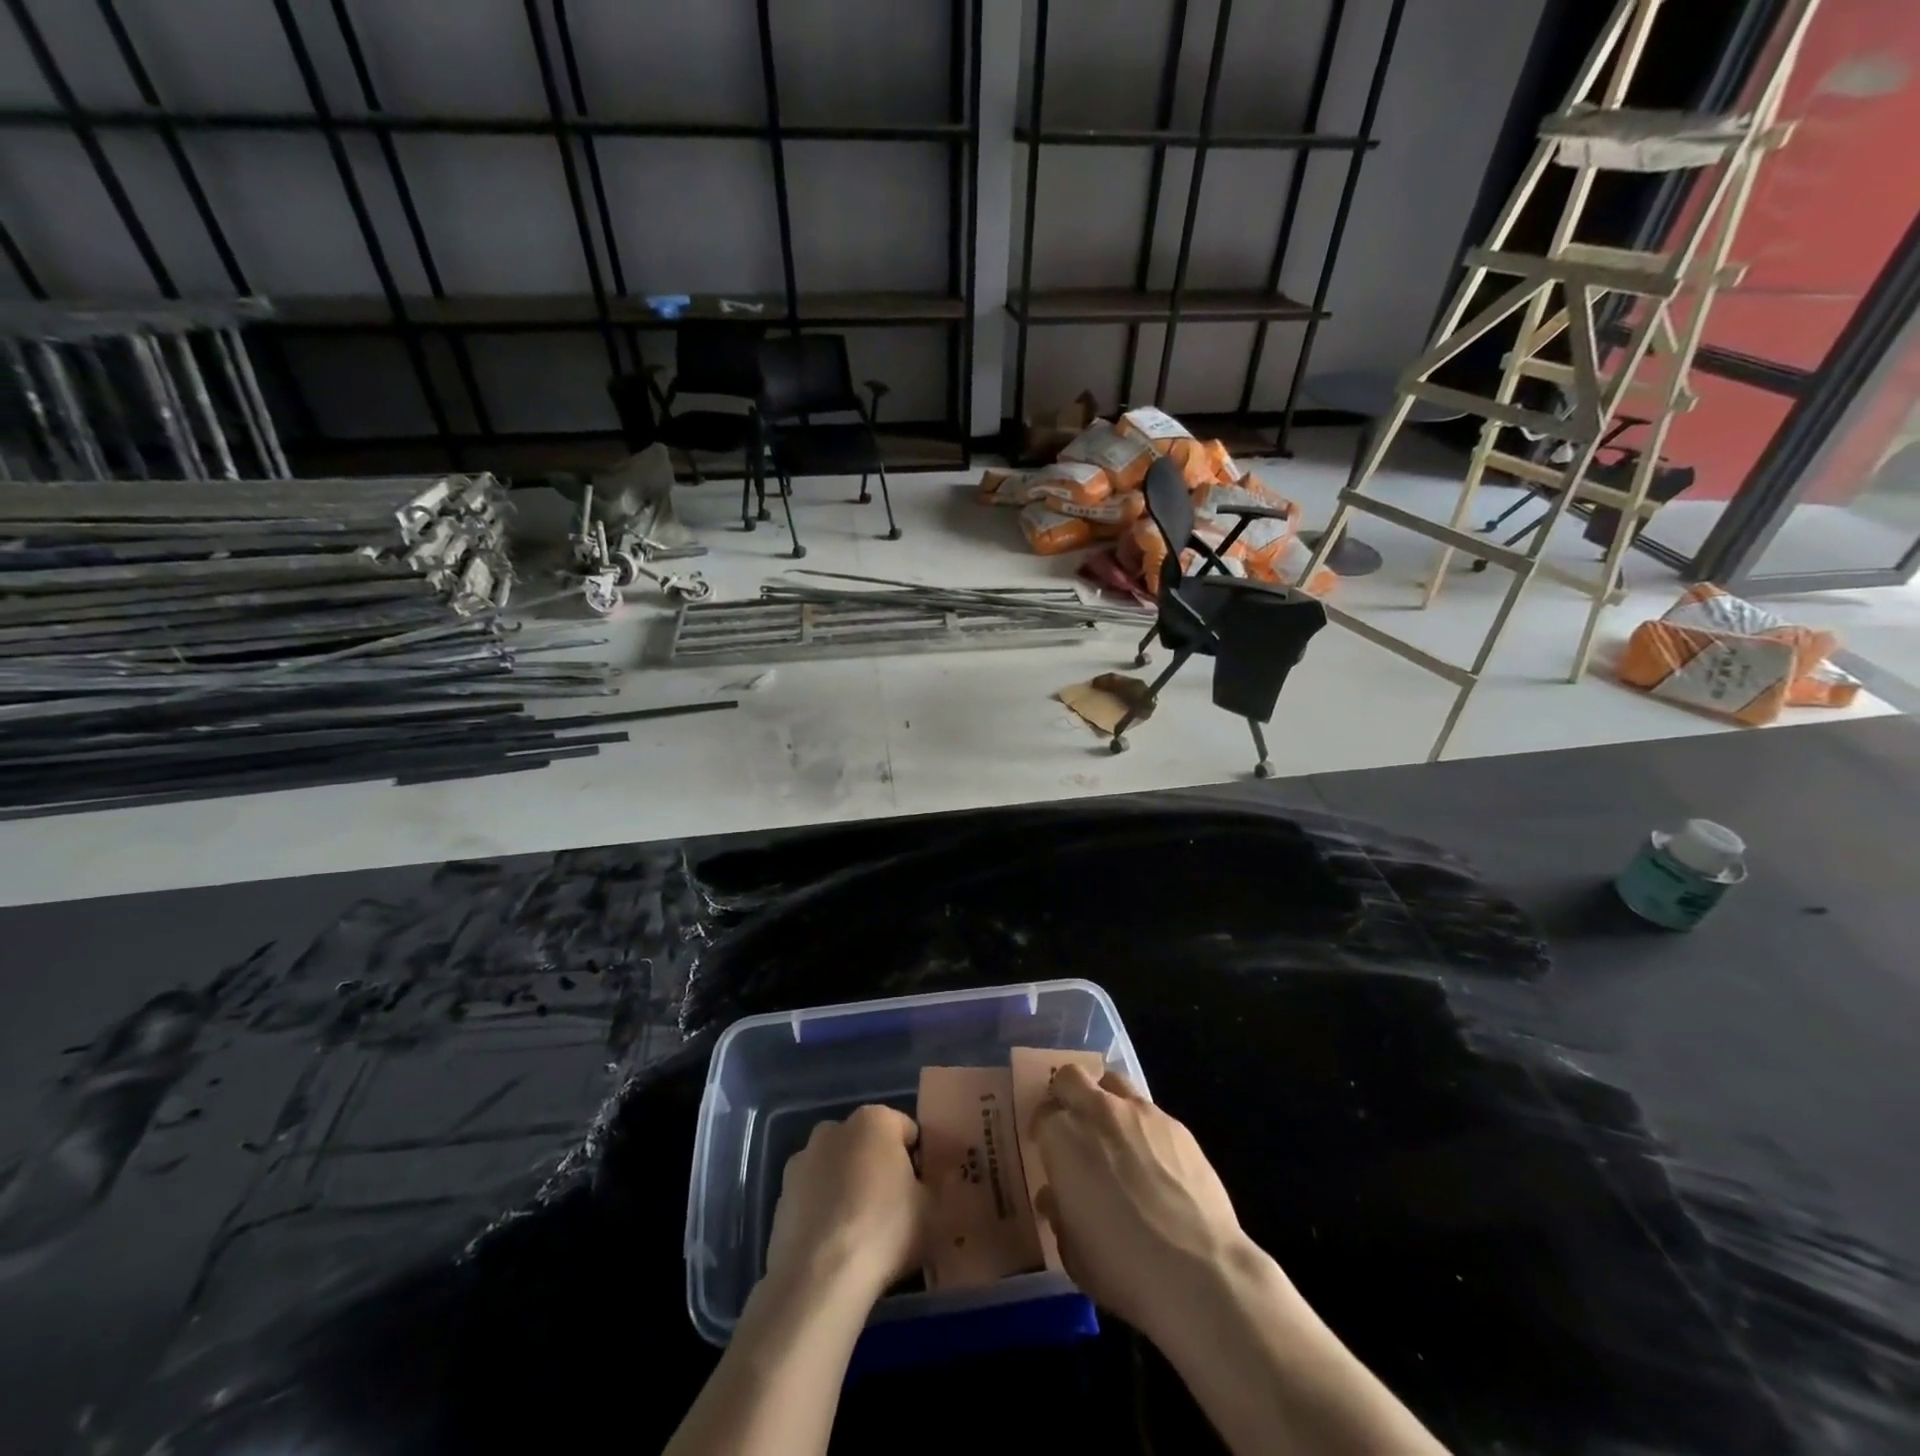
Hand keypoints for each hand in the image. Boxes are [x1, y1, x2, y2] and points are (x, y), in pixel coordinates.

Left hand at [762, 1104, 927, 1306]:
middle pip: (867, 1145)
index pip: (906, 1131)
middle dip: (878, 1169)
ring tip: (860, 1233)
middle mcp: (834, 1128)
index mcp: (874, 1120)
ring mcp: (802, 1160)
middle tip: (893, 1211)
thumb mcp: (932, 1210)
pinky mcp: (781, 1196)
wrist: (819, 1278)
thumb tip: (925, 1185)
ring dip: (847, 1188)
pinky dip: (823, 1211)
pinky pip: (813, 1197)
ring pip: (836, 1169)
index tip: (921, 1192)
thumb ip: (932, 1187)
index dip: (918, 1161)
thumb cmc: (884, 1230)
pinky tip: (833, 1246)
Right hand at [1031, 1064, 1250, 1339]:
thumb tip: (1055, 1197)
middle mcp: (1097, 1111)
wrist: (1198, 1271)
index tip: (1049, 1153)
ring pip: (1113, 1082)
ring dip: (1106, 1100)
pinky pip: (1149, 1111)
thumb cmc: (1122, 1266)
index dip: (1044, 1133)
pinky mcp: (1176, 1124)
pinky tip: (1154, 1162)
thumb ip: (1059, 1214)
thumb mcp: (1073, 1251)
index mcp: (1062, 1138)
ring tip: (1115, 1136)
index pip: (1042, 1116)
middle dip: (1068, 1096)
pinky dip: (1142, 1126)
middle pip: (1072, 1078)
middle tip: (1074, 1128)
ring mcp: (1140, 1112)